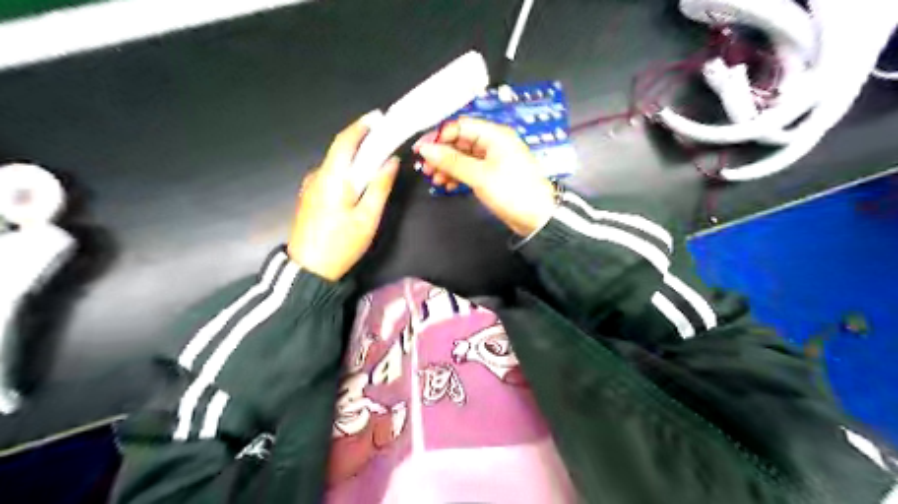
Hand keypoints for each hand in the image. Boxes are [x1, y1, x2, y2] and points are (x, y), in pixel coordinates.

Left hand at [287, 111, 399, 281]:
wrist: (308, 270)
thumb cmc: (341, 244)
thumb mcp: (367, 218)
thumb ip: (380, 187)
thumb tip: (391, 162)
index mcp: (332, 177)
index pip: (345, 141)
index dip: (361, 126)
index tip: (378, 117)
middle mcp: (317, 176)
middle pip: (340, 151)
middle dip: (362, 142)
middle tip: (384, 142)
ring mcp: (310, 187)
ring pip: (335, 165)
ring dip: (355, 160)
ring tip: (375, 164)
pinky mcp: (309, 197)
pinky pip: (330, 177)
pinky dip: (346, 172)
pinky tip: (357, 184)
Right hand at [414, 117, 555, 235]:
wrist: (537, 217)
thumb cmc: (515, 192)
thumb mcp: (480, 176)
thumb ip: (452, 161)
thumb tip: (427, 149)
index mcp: (495, 135)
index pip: (460, 126)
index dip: (439, 136)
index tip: (422, 149)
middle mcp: (494, 144)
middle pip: (460, 141)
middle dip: (441, 153)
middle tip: (426, 166)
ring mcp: (493, 160)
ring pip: (463, 157)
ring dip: (447, 166)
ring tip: (434, 178)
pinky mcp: (492, 175)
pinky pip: (469, 170)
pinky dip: (457, 176)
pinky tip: (447, 185)